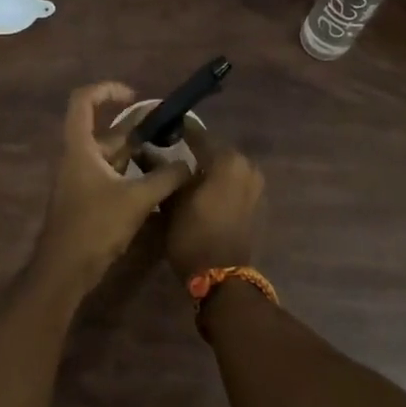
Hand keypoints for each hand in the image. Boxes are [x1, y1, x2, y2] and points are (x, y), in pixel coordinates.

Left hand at [33, 82, 195, 285]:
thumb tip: (189, 164)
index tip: (136, 97)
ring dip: (139, 155)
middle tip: (170, 134)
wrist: (65, 270)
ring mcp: (80, 180)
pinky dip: (133, 175)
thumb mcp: (137, 199)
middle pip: (106, 132)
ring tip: (171, 159)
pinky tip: (158, 185)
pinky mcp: (87, 199)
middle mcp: (77, 158)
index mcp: (79, 147)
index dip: (108, 91)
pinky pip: (112, 176)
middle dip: (138, 130)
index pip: (84, 101)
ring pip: (112, 156)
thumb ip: (166, 177)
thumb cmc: (95, 227)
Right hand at [165, 119, 264, 281]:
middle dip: (196, 152)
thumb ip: (162, 172)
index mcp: (227, 159)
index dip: (179, 131)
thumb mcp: (170, 202)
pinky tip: (202, 193)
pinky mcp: (258, 203)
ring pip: (227, 168)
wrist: (222, 277)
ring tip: (185, 176)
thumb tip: (146, 151)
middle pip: (216, 151)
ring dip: (209, 169)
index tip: (162, 130)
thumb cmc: (192, 235)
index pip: (198, 135)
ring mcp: (256, 185)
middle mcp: (246, 166)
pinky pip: (235, 184)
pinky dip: (221, 184)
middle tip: (171, 155)